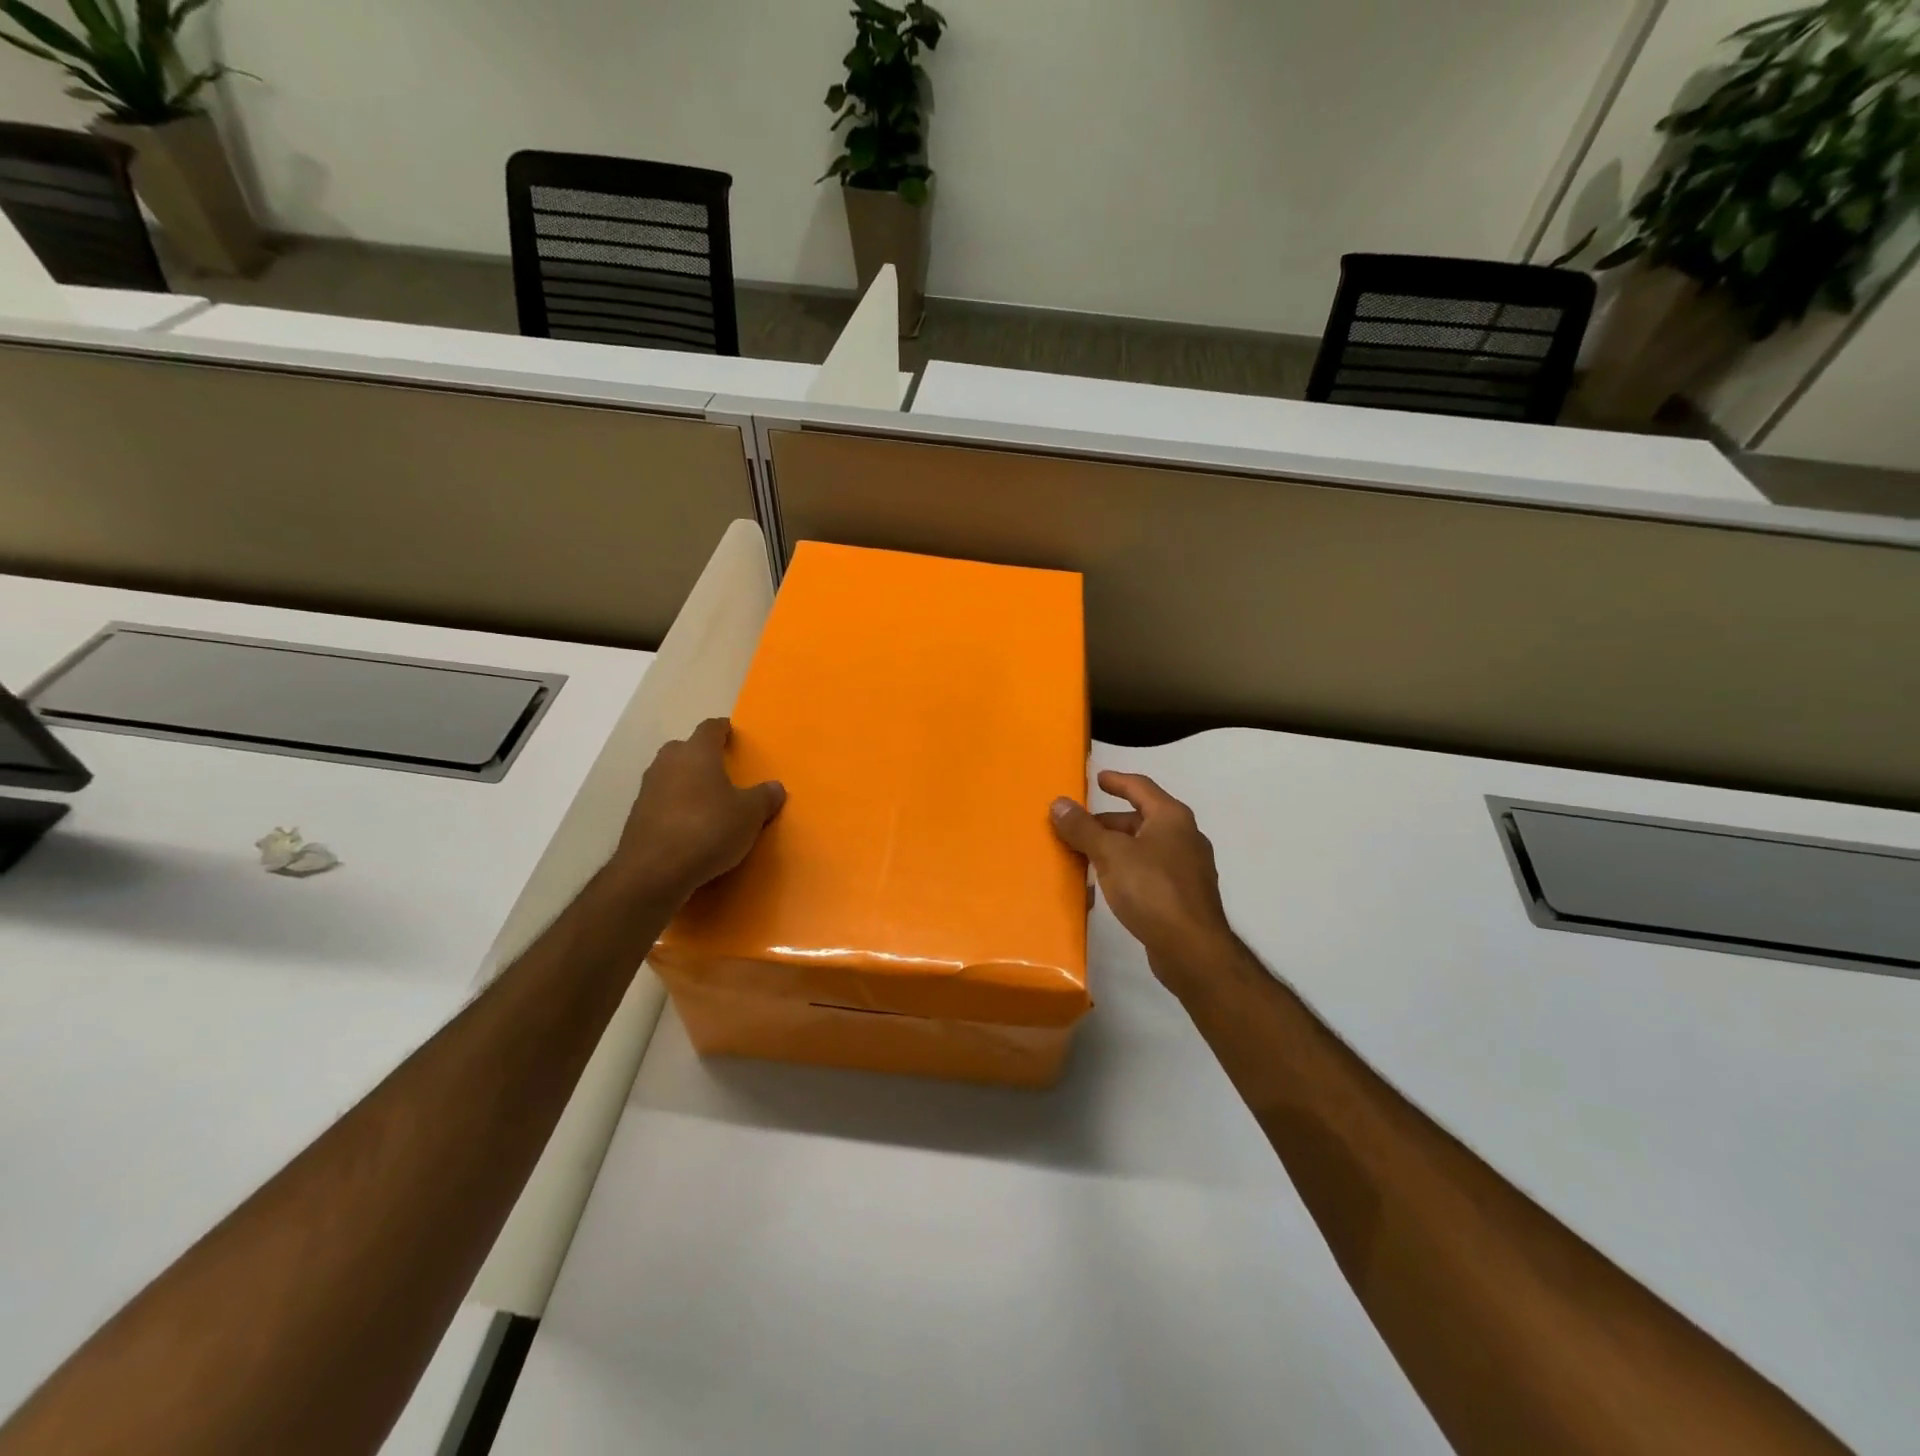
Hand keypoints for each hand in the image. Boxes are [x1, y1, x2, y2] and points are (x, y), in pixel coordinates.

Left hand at [610, 718, 785, 904]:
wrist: (654, 871)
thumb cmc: (708, 829)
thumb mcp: (750, 814)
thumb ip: (764, 797)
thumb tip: (775, 787)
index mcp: (697, 753)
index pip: (710, 728)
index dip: (722, 729)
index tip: (732, 734)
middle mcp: (668, 763)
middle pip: (684, 749)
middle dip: (701, 756)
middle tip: (721, 770)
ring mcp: (647, 790)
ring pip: (670, 775)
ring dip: (686, 782)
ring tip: (707, 800)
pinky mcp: (636, 817)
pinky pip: (661, 802)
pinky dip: (675, 808)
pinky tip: (689, 826)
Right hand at [1051, 771, 1237, 994]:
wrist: (1192, 949)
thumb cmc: (1152, 889)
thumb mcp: (1110, 854)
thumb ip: (1083, 828)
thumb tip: (1059, 803)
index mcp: (1171, 817)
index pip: (1140, 787)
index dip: (1117, 781)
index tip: (1098, 779)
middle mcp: (1185, 837)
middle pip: (1141, 819)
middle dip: (1108, 822)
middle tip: (1078, 827)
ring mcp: (1188, 868)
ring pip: (1144, 848)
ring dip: (1115, 849)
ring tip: (1085, 857)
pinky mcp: (1184, 896)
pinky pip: (1149, 873)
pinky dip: (1126, 871)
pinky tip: (1106, 887)